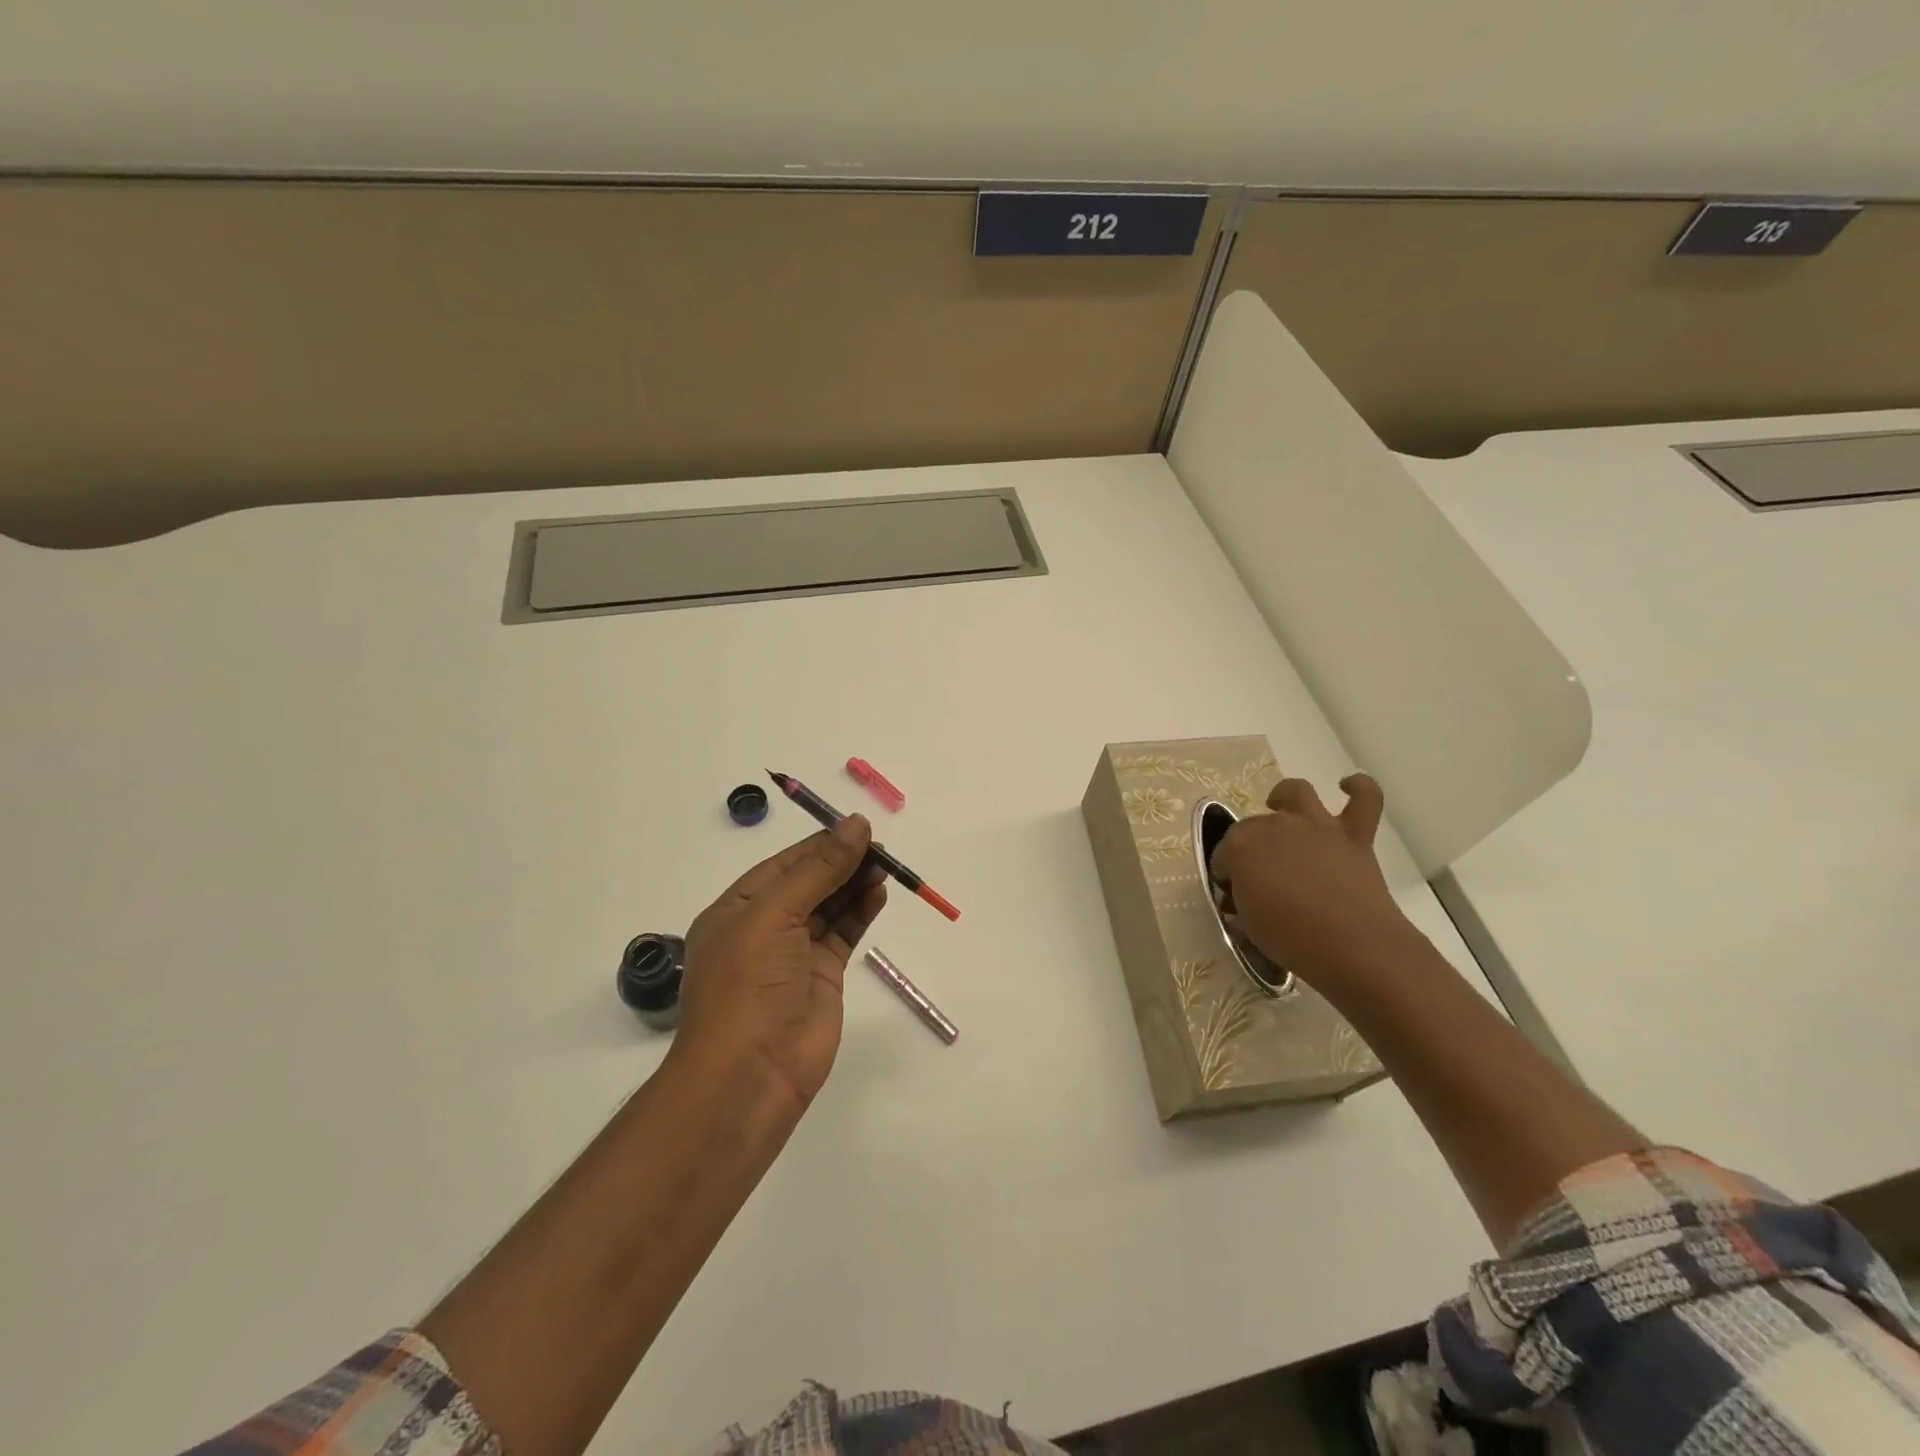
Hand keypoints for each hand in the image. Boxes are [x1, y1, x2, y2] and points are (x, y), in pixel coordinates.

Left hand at [675, 815, 886, 1117]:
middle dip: (842, 862)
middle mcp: (765, 928)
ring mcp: (795, 953)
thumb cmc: (747, 986)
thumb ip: (819, 870)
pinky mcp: (823, 976)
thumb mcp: (775, 915)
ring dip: (855, 883)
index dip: (820, 844)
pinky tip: (879, 893)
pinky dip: (862, 911)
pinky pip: (845, 933)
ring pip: (830, 906)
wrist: (750, 1075)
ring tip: (886, 865)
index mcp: (737, 909)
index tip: (857, 827)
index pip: (784, 864)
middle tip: (880, 847)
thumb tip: (856, 824)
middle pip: (809, 882)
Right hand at [1209, 774, 1423, 988]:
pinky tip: (1348, 785)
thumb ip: (1241, 902)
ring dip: (1285, 796)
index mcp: (1241, 847)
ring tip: (1281, 806)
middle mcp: (1275, 826)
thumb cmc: (1290, 938)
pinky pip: (1365, 799)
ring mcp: (1316, 826)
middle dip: (1250, 847)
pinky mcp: (1354, 836)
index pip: (1223, 853)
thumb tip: (1243, 898)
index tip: (1232, 893)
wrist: (1353, 946)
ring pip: (1297, 793)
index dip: (1226, 872)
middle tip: (1259, 877)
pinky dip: (1359, 787)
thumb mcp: (1247, 925)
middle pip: (1254, 827)